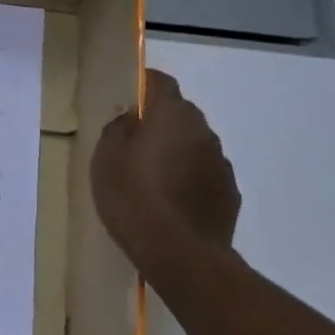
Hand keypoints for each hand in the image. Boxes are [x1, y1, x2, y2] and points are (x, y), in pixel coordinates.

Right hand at [90, 69, 239, 278]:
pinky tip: (171, 201)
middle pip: (180, 113)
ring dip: (175, 151)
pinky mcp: (229, 192)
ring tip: (152, 177)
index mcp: (172, 115)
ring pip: (194, 145)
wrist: (180, 252)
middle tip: (133, 142)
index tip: (128, 94)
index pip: (161, 82)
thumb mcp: (105, 160)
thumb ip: (117, 130)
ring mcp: (221, 162)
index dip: (144, 83)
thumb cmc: (133, 197)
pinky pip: (204, 174)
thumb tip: (129, 118)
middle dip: (159, 121)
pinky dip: (189, 178)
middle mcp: (203, 131)